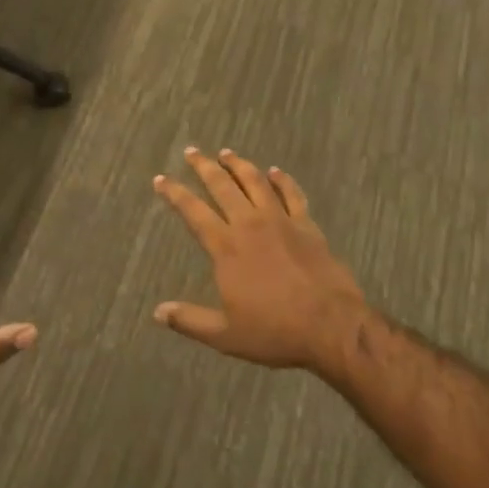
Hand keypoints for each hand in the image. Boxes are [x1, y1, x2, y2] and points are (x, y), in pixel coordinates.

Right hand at [152, 148, 367, 371]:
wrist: (331, 326)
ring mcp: (281, 221)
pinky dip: (282, 180)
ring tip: (227, 153)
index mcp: (226, 248)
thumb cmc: (275, 331)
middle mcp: (250, 225)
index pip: (193, 212)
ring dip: (239, 165)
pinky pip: (292, 194)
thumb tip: (157, 312)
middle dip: (204, 167)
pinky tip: (276, 171)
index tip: (161, 179)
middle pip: (223, 186)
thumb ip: (189, 320)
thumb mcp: (225, 335)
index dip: (175, 193)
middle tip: (192, 152)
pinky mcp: (307, 226)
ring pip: (256, 182)